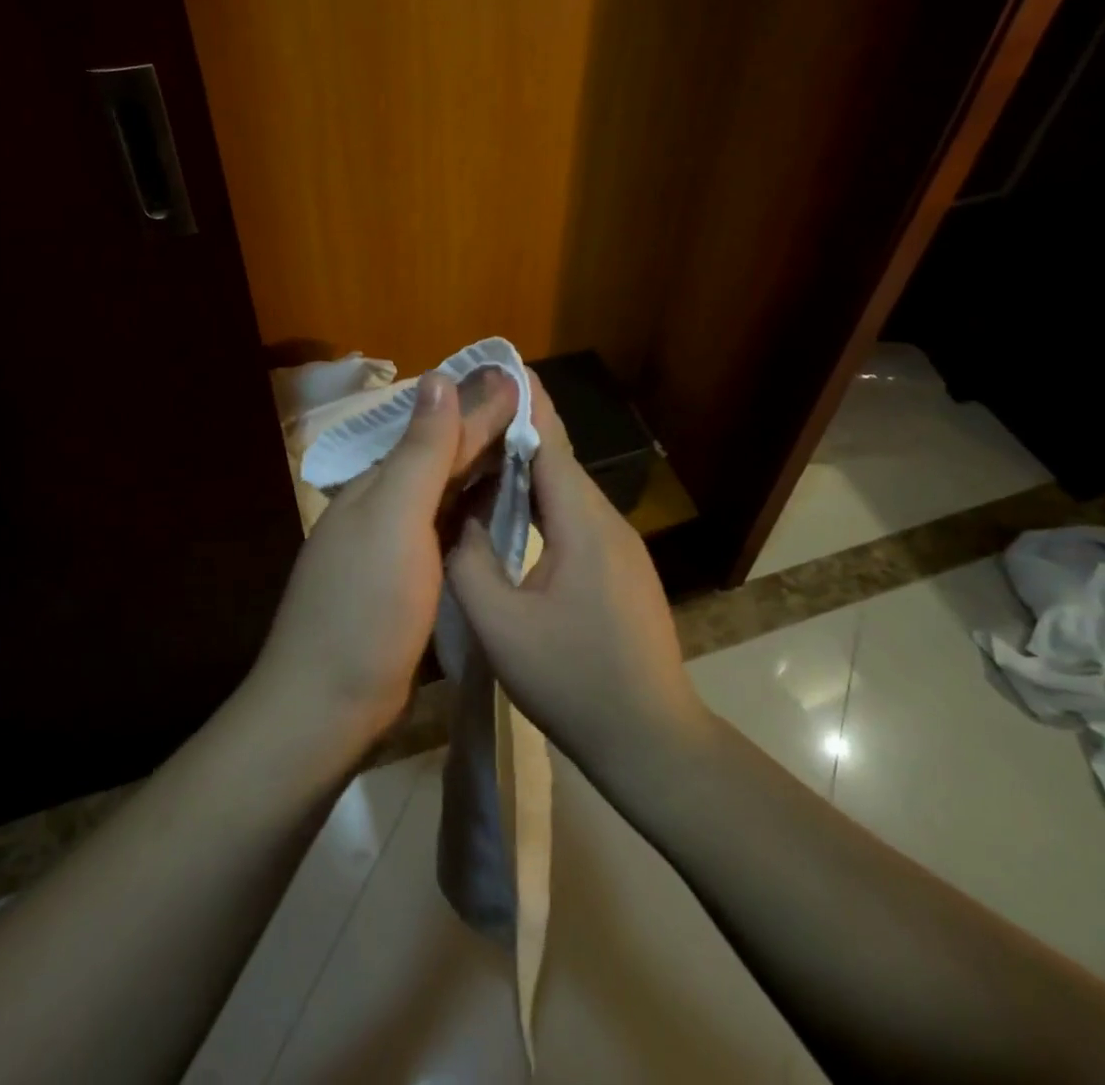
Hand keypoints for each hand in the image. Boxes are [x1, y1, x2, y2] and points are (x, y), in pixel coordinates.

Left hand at [251, 367, 518, 755]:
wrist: (327, 706)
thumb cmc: (365, 607)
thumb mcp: (394, 519)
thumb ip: (420, 452)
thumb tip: (439, 379)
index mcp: (379, 485)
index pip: (439, 432)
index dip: (481, 406)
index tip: (520, 378)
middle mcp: (384, 507)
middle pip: (442, 458)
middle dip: (484, 429)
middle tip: (533, 406)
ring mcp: (394, 547)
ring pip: (446, 493)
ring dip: (482, 466)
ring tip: (526, 446)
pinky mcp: (408, 582)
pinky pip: (448, 530)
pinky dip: (475, 510)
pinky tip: (499, 507)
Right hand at [446, 376, 709, 776]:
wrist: (650, 739)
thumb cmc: (573, 681)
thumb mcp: (500, 626)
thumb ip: (468, 561)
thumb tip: (454, 516)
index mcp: (582, 523)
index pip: (550, 442)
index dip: (524, 402)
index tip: (498, 365)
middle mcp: (607, 521)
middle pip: (559, 460)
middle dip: (518, 427)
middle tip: (472, 408)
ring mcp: (620, 546)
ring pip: (567, 491)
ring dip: (528, 467)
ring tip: (483, 450)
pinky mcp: (620, 569)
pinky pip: (576, 518)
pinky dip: (542, 501)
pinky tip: (514, 510)